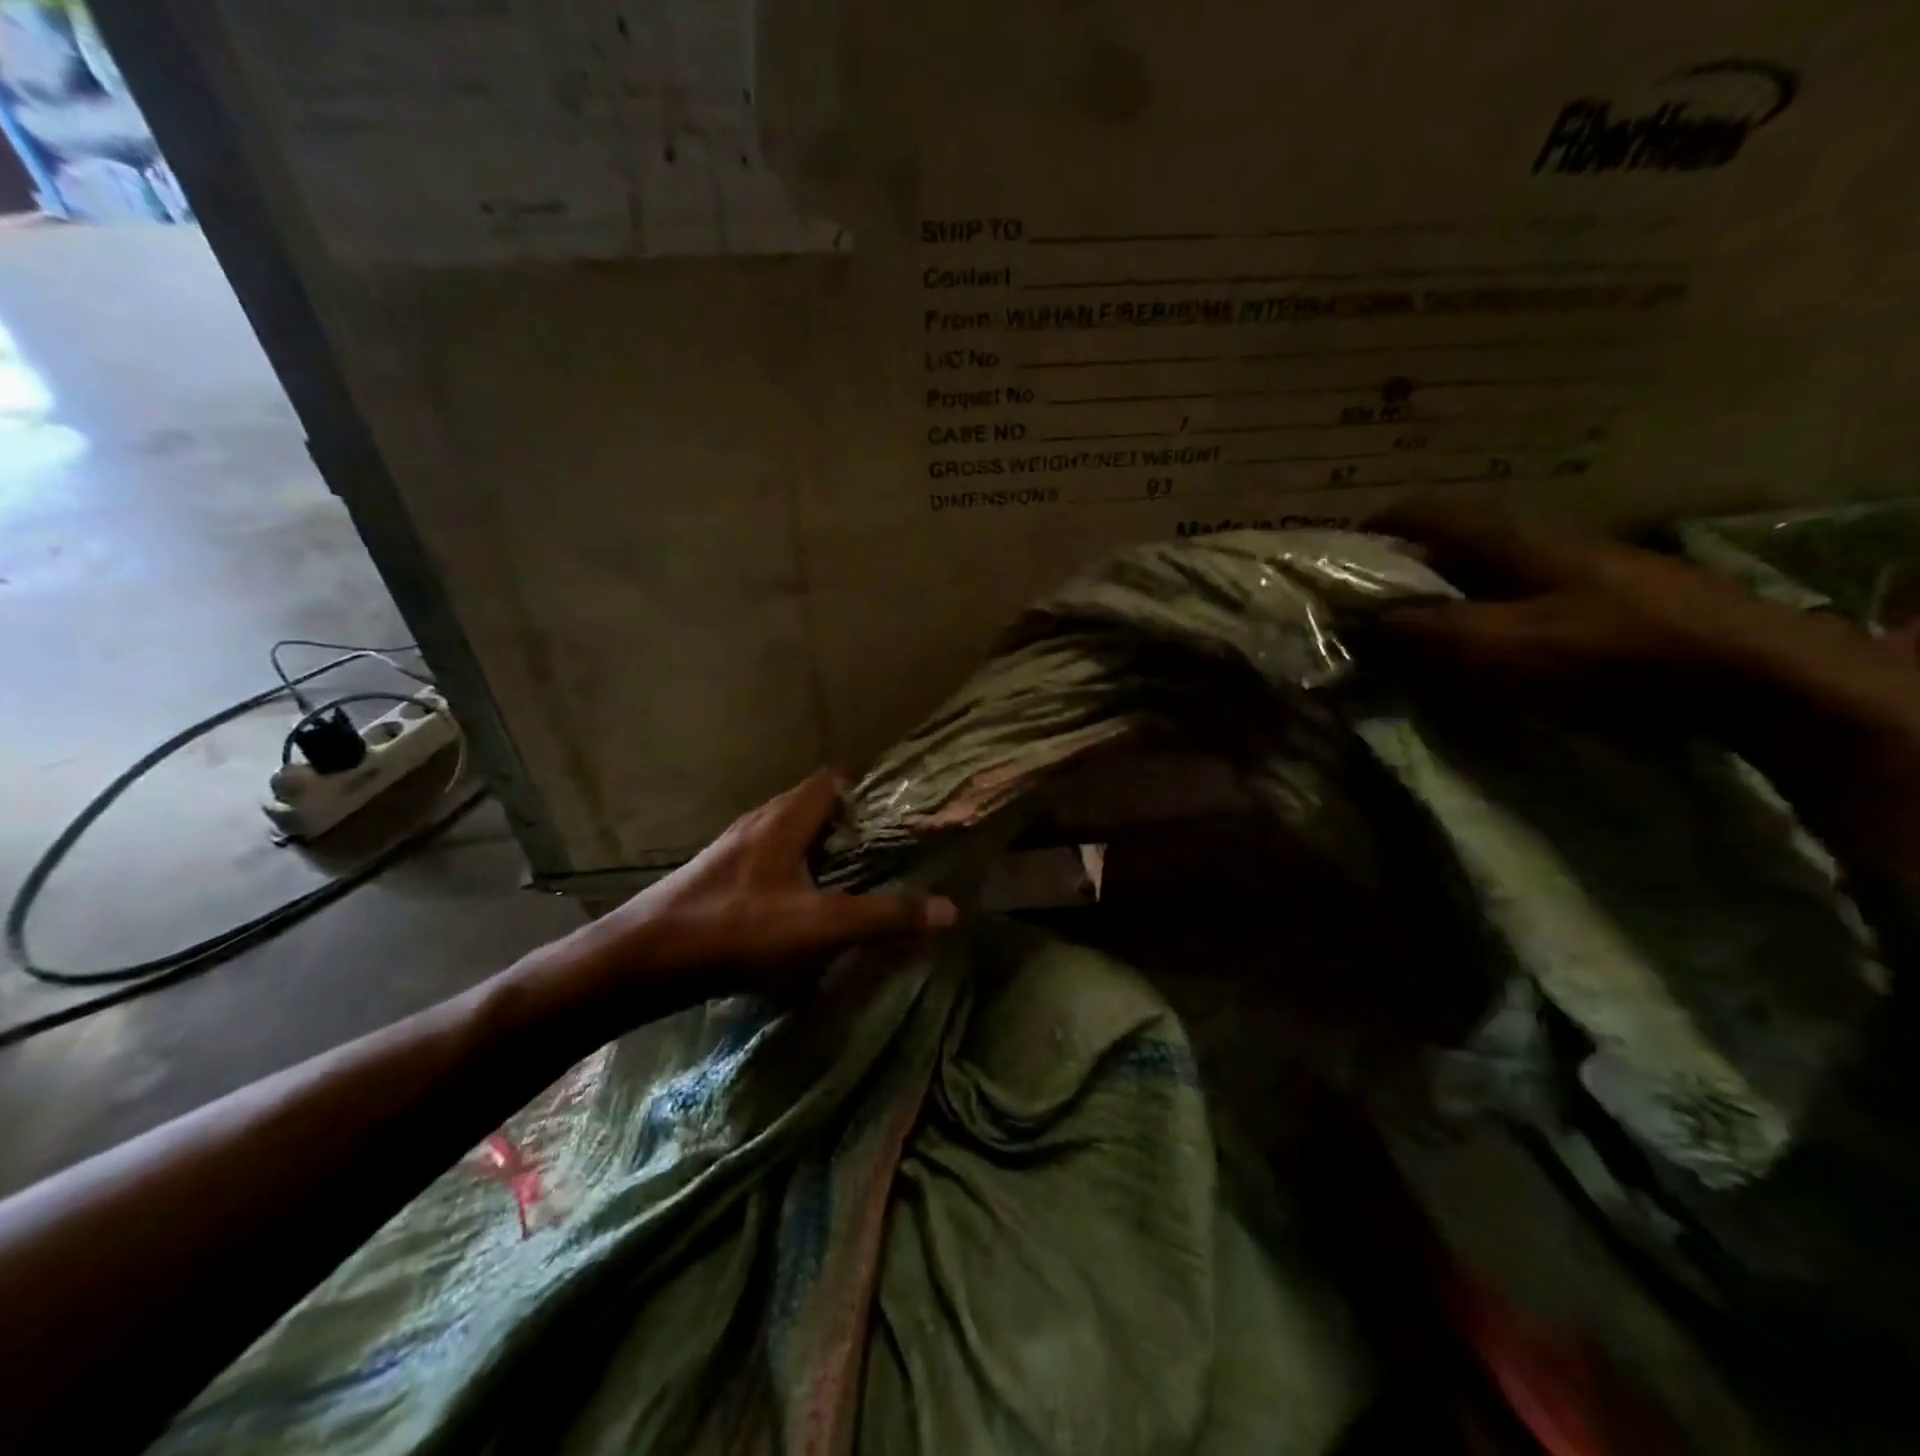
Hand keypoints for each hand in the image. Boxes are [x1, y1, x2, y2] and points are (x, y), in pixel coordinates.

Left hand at [579, 769, 956, 997]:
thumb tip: (949, 909)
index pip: (833, 781)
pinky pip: (769, 864)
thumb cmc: (734, 931)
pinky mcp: (717, 881)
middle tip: (885, 857)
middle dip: (850, 828)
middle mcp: (758, 824)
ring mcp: (733, 852)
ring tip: (852, 884)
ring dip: (820, 855)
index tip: (899, 820)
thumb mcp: (819, 927)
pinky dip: (794, 877)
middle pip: (813, 809)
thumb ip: (884, 917)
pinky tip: (801, 912)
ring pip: (789, 839)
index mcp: (784, 819)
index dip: (869, 793)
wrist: (639, 963)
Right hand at [1374, 501, 1919, 732]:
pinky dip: (1495, 609)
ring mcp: (1584, 567)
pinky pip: (1530, 594)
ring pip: (1497, 568)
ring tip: (1431, 626)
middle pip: (1463, 540)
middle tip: (1381, 599)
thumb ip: (1424, 632)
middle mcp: (1544, 541)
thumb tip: (1366, 622)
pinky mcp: (1613, 597)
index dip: (1387, 524)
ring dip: (1456, 589)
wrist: (1744, 668)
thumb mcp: (1495, 645)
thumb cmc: (1602, 648)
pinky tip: (1496, 642)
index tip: (1351, 543)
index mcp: (1510, 540)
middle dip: (1416, 564)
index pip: (1432, 515)